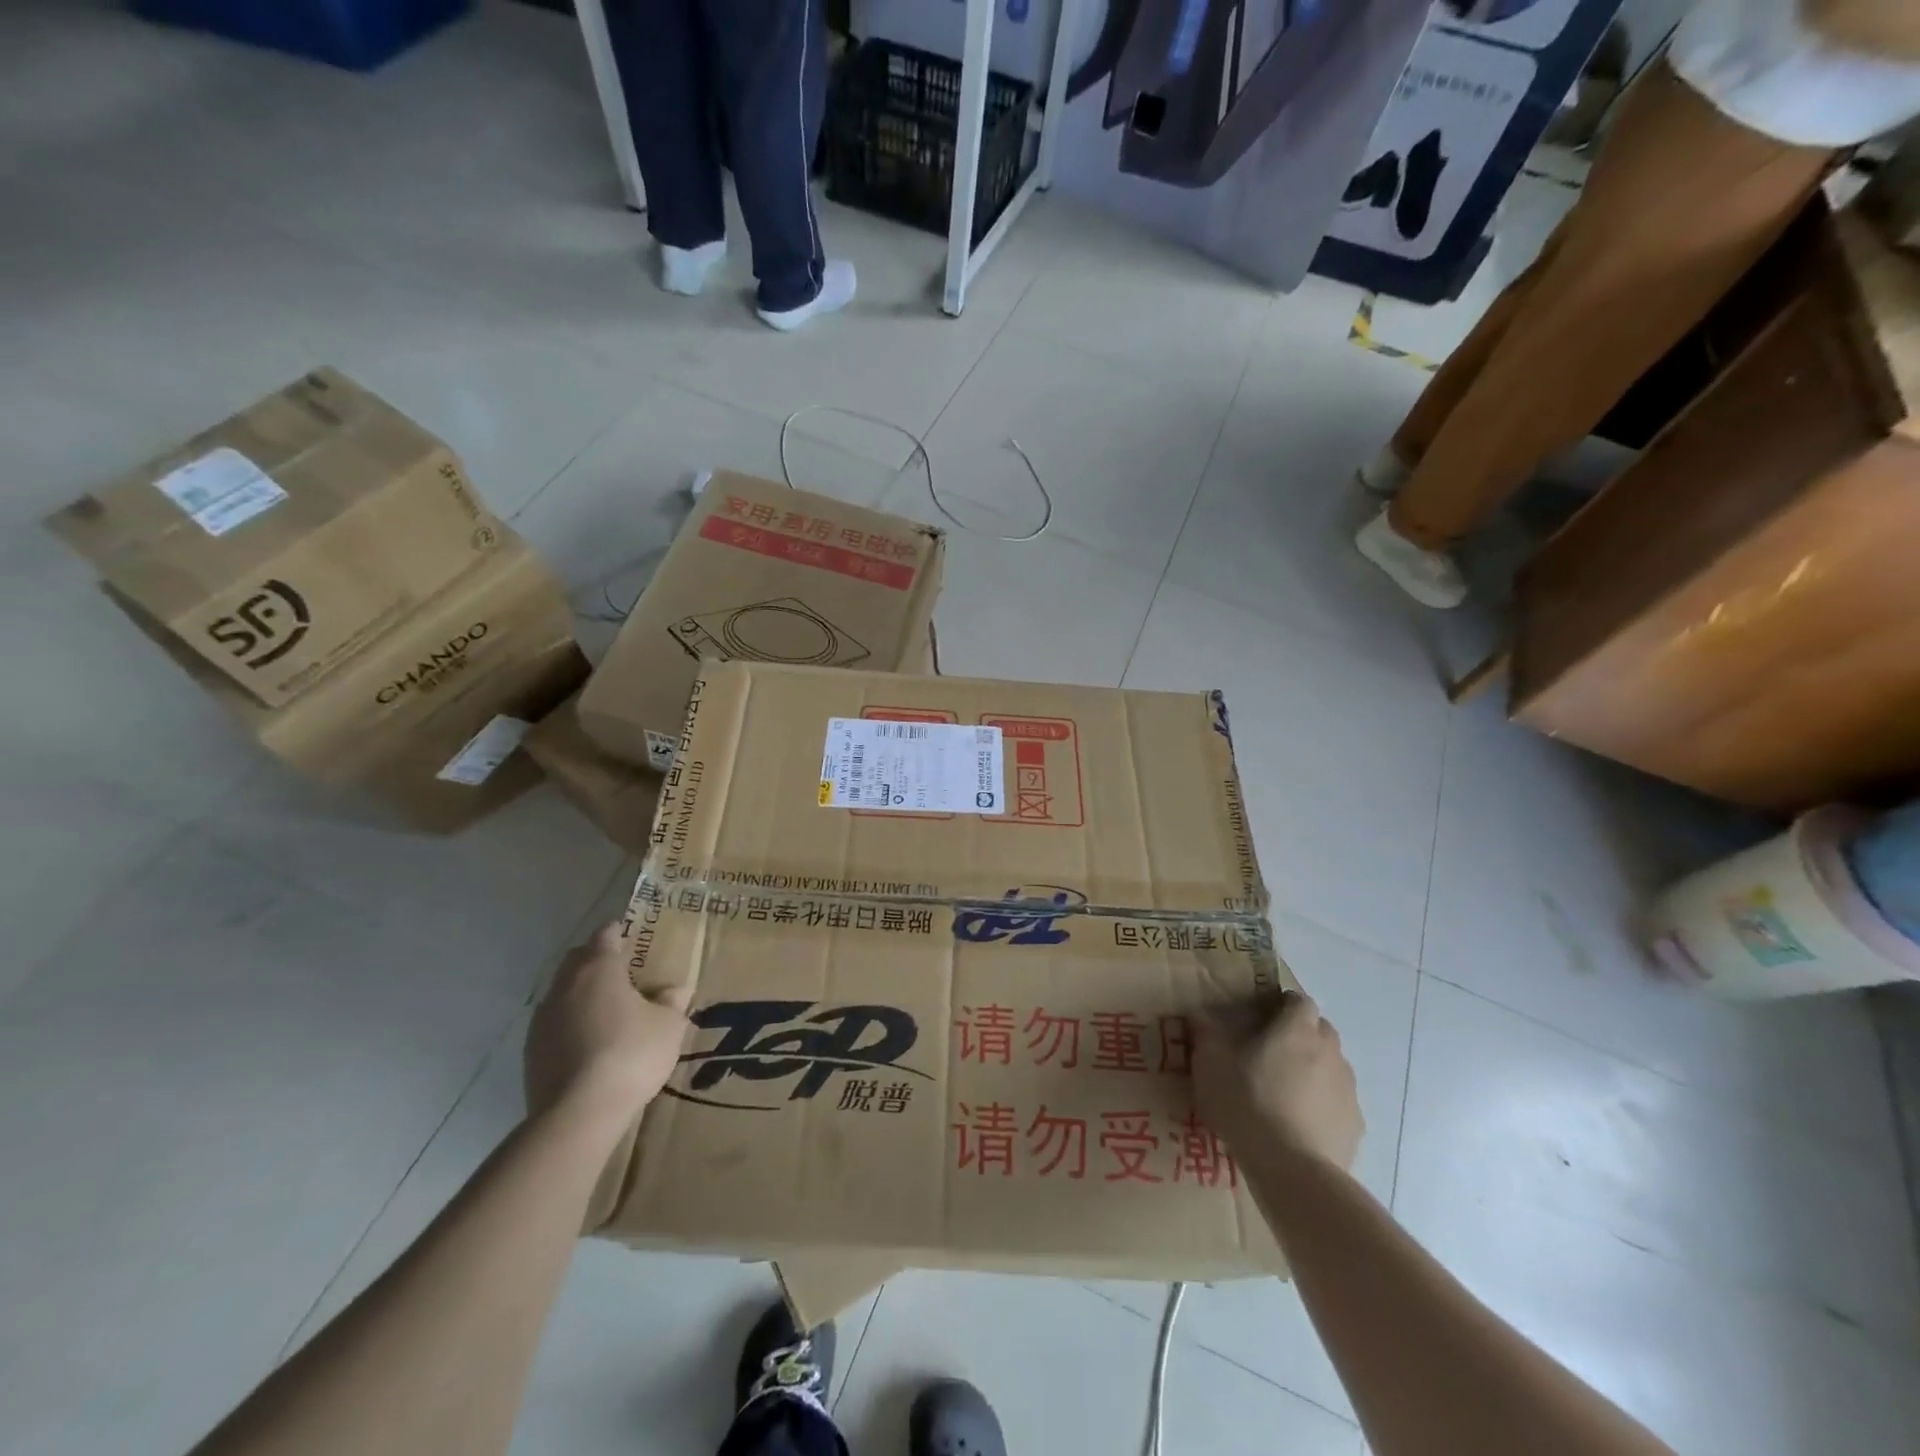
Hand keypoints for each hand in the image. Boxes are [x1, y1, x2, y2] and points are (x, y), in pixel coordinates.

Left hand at [524, 924, 691, 1124]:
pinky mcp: (531, 1052)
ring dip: (582, 994)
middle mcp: (565, 986)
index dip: (620, 932)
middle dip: (597, 959)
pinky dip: (571, 1024)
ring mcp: (542, 1019)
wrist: (577, 1114)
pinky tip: (590, 1044)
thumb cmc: (630, 1055)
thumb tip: (676, 989)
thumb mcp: (668, 1026)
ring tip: (608, 1012)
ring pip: (563, 992)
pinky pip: (554, 1024)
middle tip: (624, 972)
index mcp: (598, 969)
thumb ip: (672, 1002)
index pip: (605, 935)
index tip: (633, 935)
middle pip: (578, 959)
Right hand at [1193, 990, 1363, 1172]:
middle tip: (1270, 1053)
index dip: (1283, 1005)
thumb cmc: (1247, 1104)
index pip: (1299, 1000)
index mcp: (1296, 1029)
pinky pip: (1338, 1102)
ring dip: (1313, 1069)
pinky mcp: (1355, 1124)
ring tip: (1284, 1092)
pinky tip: (1299, 1125)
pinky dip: (1323, 1105)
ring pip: (1332, 1066)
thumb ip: (1206, 1034)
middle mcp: (1329, 1051)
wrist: (1293, 1170)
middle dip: (1300, 1035)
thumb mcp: (1211, 1065)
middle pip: (1320, 1030)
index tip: (1261, 1018)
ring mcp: (1348, 1089)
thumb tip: (1199, 1014)